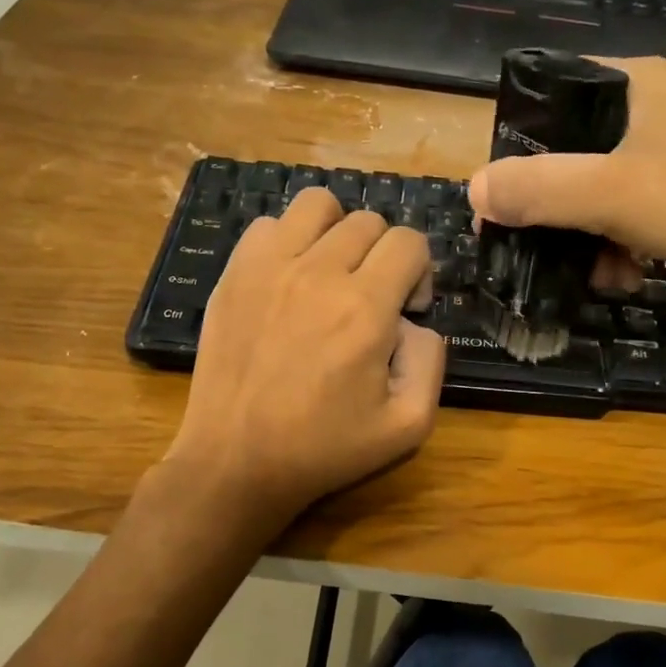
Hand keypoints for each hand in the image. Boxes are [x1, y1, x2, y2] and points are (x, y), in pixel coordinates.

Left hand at [161, 187, 445, 530]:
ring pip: (318, 205)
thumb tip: (414, 321)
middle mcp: (318, 272)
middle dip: (383, 254)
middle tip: (371, 299)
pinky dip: (289, 241)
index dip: (419, 272)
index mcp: (365, 308)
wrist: (236, 461)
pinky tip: (290, 279)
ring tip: (332, 273)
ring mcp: (269, 267)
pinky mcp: (234, 274)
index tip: (405, 310)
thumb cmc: (324, 450)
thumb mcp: (408, 425)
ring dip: (337, 231)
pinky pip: (270, 225)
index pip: (410, 241)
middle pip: (369, 220)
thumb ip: (431, 361)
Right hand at [467, 56, 665, 309]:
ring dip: (581, 238)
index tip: (498, 195)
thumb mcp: (610, 192)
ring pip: (592, 193)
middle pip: (567, 154)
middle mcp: (649, 110)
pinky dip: (613, 249)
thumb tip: (473, 191)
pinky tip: (622, 277)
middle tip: (527, 244)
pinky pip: (622, 218)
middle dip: (549, 207)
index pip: (549, 96)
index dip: (515, 144)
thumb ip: (537, 188)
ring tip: (591, 272)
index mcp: (634, 83)